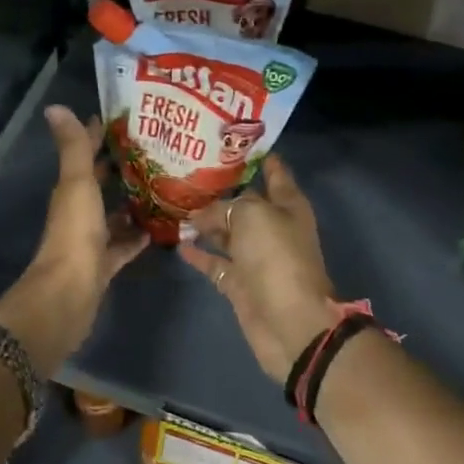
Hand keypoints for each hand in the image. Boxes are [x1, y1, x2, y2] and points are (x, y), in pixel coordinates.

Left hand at [0, 105, 147, 377]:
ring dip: (132, 202)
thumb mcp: (77, 185)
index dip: (100, 136)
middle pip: (101, 184)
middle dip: (122, 167)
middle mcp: (79, 211)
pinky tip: (160, 228)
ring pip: (114, 215)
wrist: (68, 295)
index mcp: (71, 190)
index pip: (86, 155)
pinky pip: (124, 245)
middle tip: (158, 150)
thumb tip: (55, 106)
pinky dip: (138, 236)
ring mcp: (92, 240)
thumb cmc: (75, 234)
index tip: (128, 119)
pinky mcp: (104, 264)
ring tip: (166, 186)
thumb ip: (73, 147)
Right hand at [178, 155, 339, 383]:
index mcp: (287, 205)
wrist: (289, 322)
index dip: (256, 155)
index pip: (274, 171)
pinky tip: (178, 241)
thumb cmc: (277, 257)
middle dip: (220, 188)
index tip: (229, 140)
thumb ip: (224, 207)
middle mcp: (272, 227)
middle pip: (245, 202)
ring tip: (174, 203)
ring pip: (226, 232)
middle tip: (186, 171)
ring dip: (204, 221)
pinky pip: (215, 262)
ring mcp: (255, 257)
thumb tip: (200, 215)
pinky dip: (198, 253)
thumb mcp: (251, 216)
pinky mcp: (239, 283)